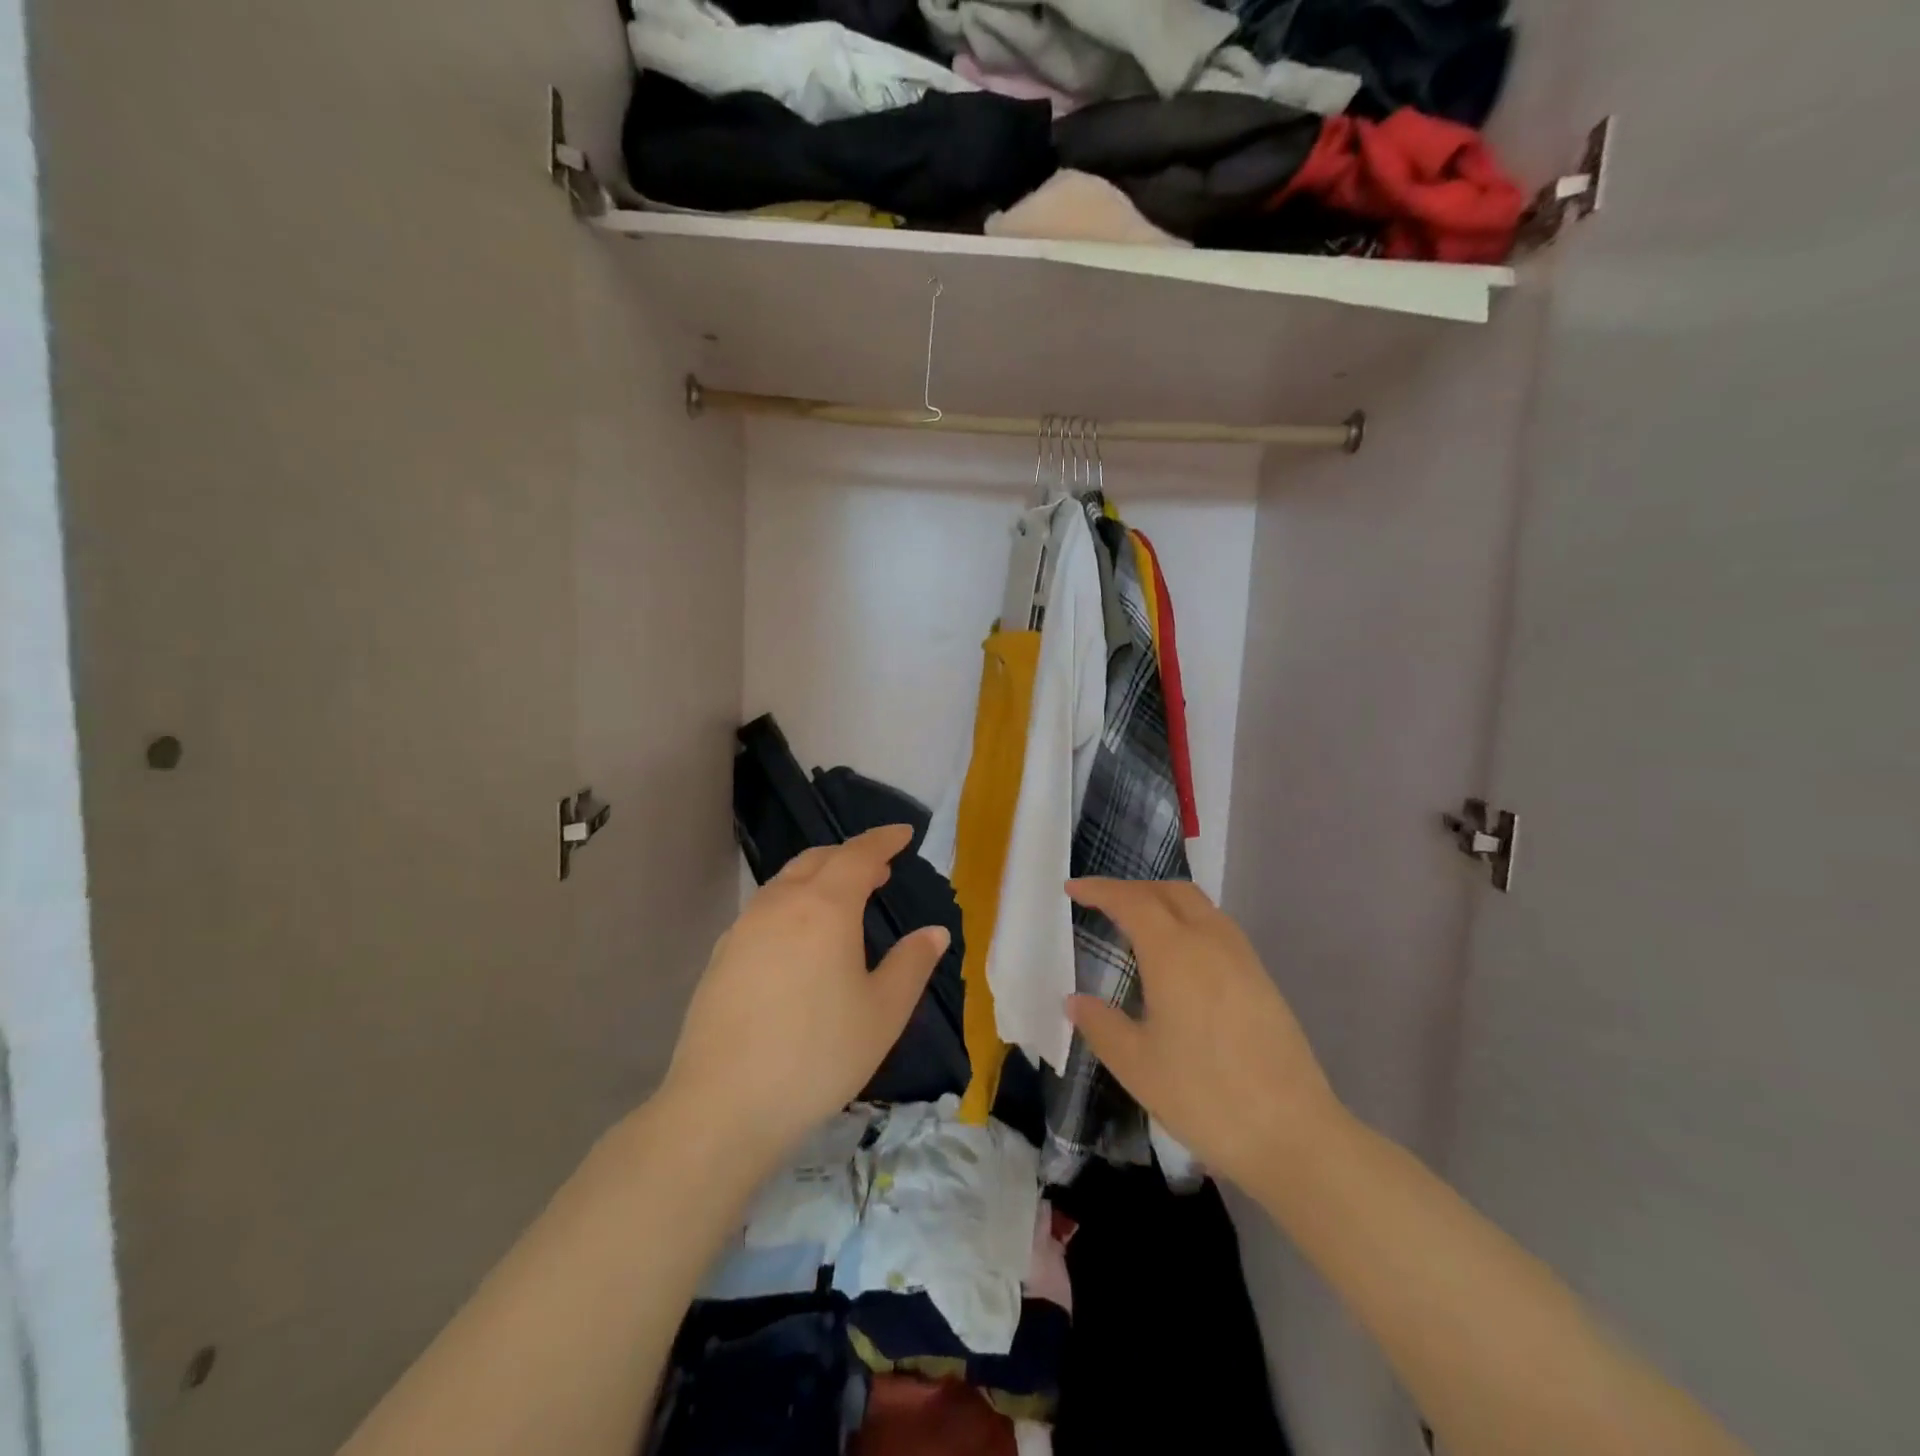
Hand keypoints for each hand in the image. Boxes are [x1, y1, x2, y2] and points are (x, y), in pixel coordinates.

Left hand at [660, 825, 947, 1172]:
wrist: (724, 1104)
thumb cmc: (818, 1055)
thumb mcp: (883, 1013)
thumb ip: (912, 964)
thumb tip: (935, 932)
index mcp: (825, 907)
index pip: (859, 854)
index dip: (883, 840)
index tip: (904, 834)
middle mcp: (781, 904)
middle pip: (818, 860)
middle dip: (851, 856)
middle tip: (879, 869)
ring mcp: (745, 927)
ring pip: (787, 881)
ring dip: (819, 877)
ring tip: (842, 898)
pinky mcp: (722, 955)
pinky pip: (766, 908)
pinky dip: (793, 902)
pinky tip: (799, 937)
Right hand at [1065, 878, 1342, 1192]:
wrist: (1293, 1134)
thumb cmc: (1204, 1096)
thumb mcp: (1136, 1066)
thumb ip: (1100, 1025)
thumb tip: (1075, 1001)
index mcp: (1175, 953)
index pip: (1131, 901)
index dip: (1099, 890)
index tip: (1072, 889)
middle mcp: (1210, 942)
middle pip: (1170, 891)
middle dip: (1133, 888)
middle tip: (1102, 903)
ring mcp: (1243, 958)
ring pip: (1199, 906)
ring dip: (1164, 901)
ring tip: (1138, 925)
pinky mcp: (1262, 980)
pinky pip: (1218, 928)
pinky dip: (1188, 922)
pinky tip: (1179, 958)